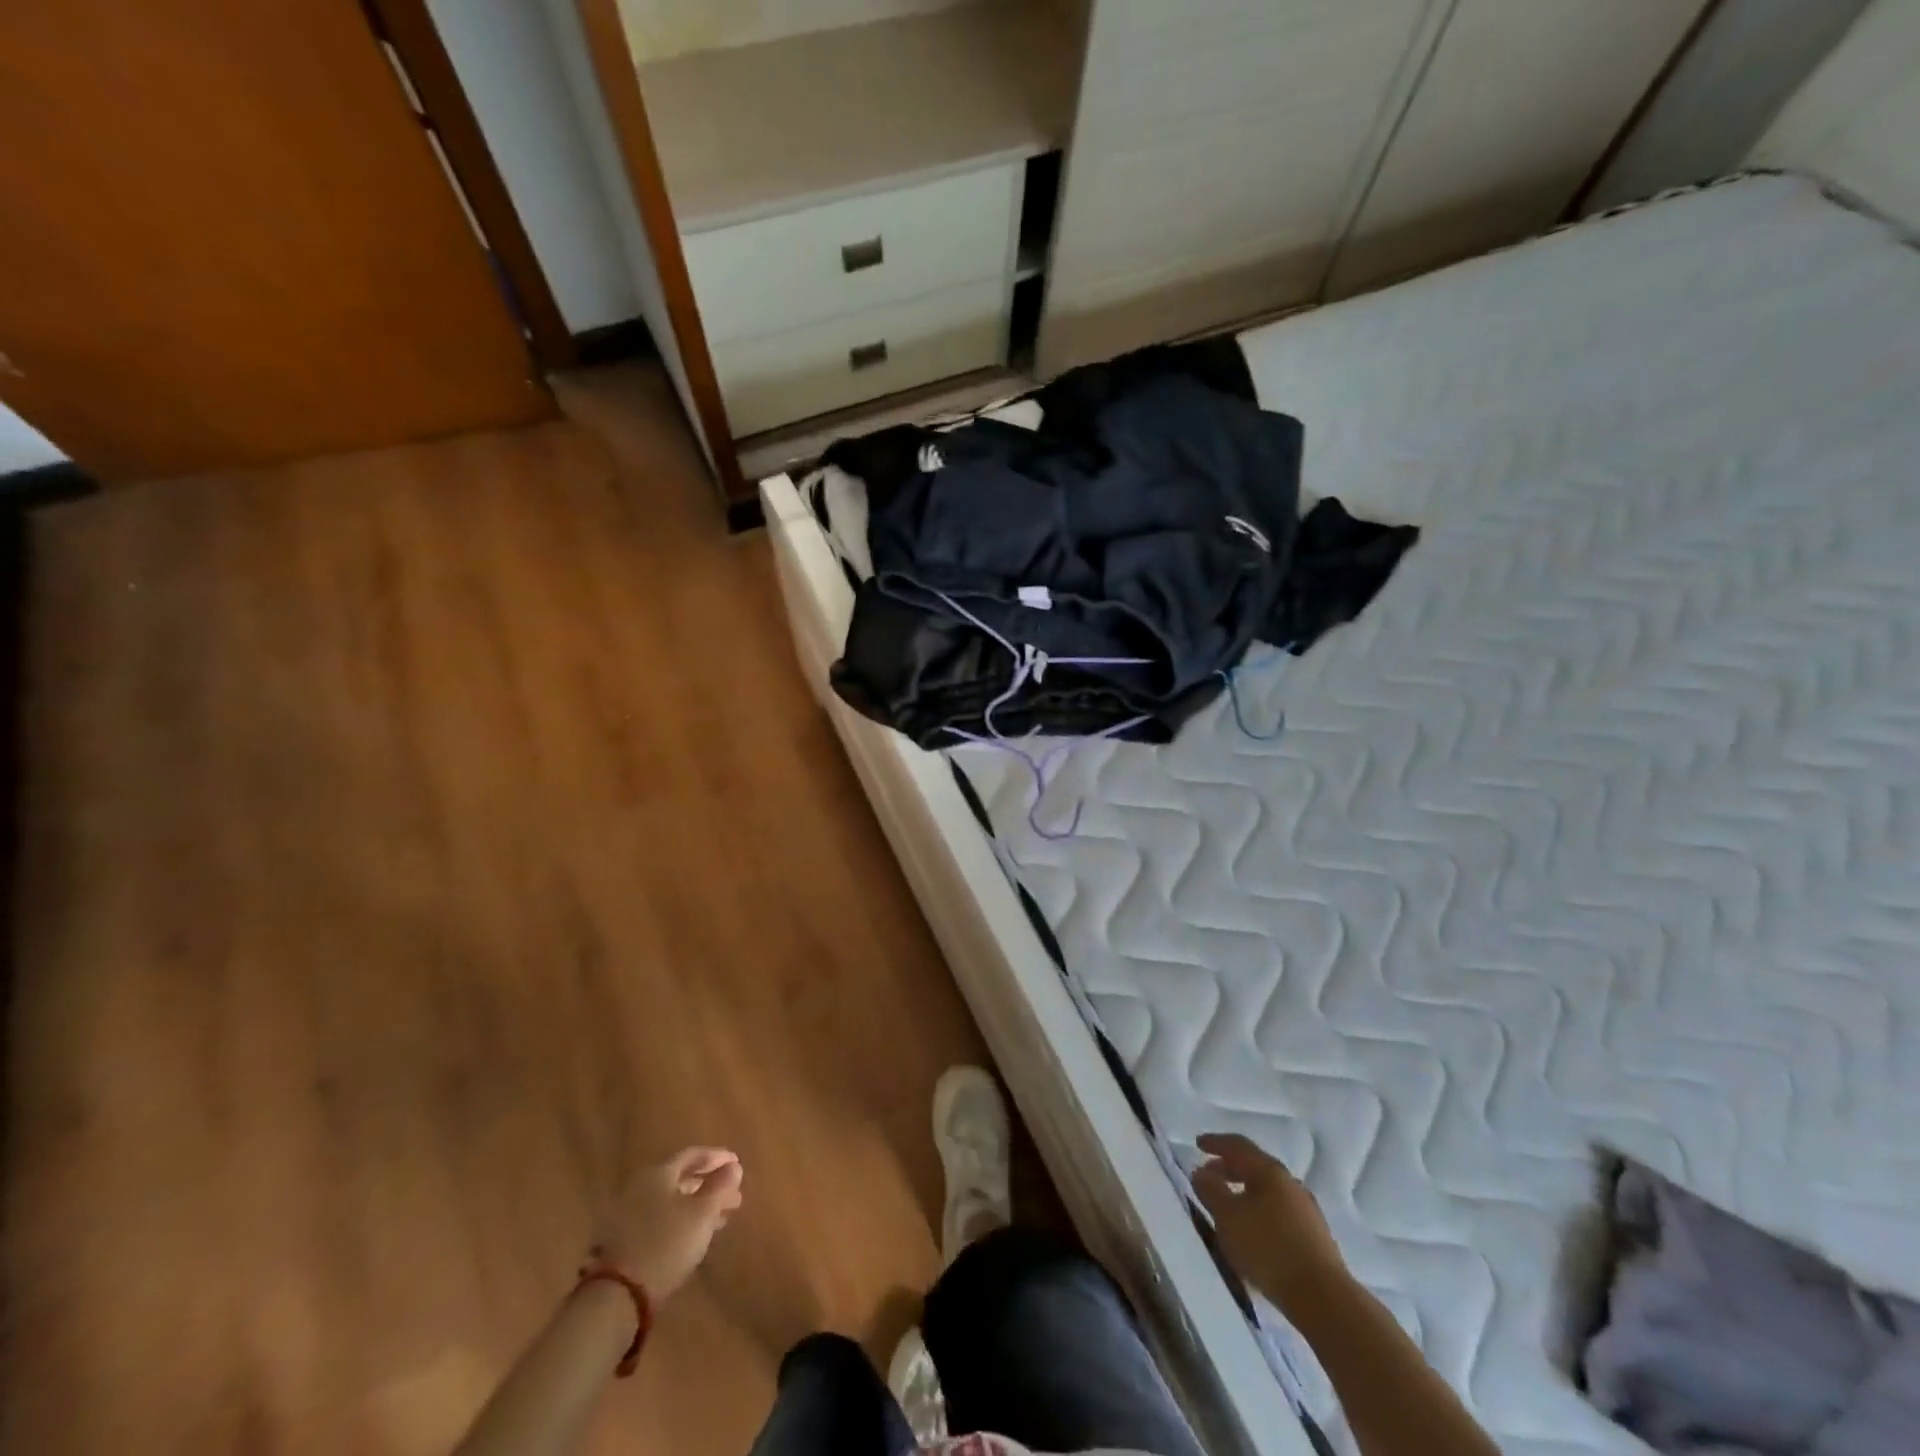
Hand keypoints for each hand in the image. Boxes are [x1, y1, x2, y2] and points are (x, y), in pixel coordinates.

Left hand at [599, 1147, 743, 1302]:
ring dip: (696, 1206)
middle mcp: (639, 1186)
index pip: (693, 1155)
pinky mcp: (619, 1241)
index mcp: (658, 1173)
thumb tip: (733, 1167)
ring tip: (719, 1219)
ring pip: (669, 1202)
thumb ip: (720, 1187)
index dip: (718, 1157)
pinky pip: (657, 1220)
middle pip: (680, 1179)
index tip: (738, 1164)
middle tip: (733, 1197)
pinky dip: (678, 1221)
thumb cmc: (665, 1244)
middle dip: (710, 1186)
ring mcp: (625, 1214)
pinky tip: (691, 1236)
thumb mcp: (702, 1214)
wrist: (615, 1297)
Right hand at [1193, 1133, 1346, 1309]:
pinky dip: (1260, 1211)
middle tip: (1210, 1174)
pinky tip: (1253, 1230)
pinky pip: (1280, 1212)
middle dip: (1230, 1168)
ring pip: (1269, 1191)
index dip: (1216, 1143)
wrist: (1323, 1299)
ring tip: (1229, 1205)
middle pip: (1255, 1167)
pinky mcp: (1315, 1237)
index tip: (1197, 1143)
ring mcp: (1306, 1210)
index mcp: (1269, 1171)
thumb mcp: (1228, 1218)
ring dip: (1246, 1191)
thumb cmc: (1268, 1249)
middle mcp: (1290, 1183)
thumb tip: (1201, 1172)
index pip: (1238, 1146)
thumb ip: (1211, 1191)